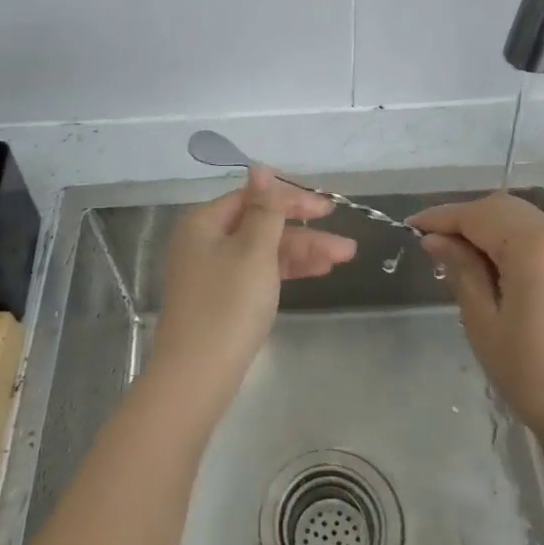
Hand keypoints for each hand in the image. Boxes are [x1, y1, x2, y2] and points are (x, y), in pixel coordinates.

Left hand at [149, 166, 355, 412]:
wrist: (198, 377)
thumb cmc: (227, 305)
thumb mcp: (253, 250)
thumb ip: (264, 209)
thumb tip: (259, 167)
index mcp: (204, 222)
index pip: (253, 197)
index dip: (291, 199)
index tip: (328, 208)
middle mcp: (204, 241)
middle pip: (260, 224)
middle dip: (304, 232)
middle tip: (345, 243)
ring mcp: (212, 271)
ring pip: (263, 251)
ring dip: (301, 251)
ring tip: (343, 258)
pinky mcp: (222, 298)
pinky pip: (258, 272)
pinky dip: (285, 270)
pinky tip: (317, 271)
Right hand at [410, 192, 543, 440]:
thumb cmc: (534, 374)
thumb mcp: (483, 322)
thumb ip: (461, 270)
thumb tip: (436, 240)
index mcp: (533, 246)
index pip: (476, 215)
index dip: (440, 218)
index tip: (409, 227)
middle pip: (501, 208)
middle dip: (463, 218)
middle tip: (430, 242)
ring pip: (520, 219)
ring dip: (485, 227)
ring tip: (454, 253)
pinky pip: (538, 237)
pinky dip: (509, 239)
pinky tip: (489, 264)